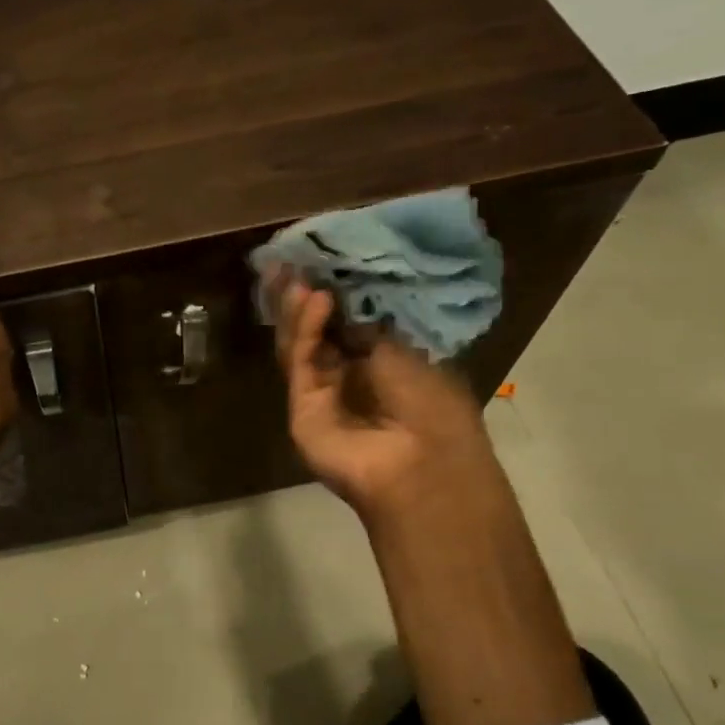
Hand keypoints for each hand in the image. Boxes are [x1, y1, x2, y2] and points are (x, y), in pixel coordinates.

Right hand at [271, 277, 488, 530]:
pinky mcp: (301, 409)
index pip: (342, 322)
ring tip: (300, 276)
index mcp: (377, 363)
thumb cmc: (432, 405)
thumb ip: (364, 324)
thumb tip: (335, 297)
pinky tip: (315, 302)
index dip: (330, 292)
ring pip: (299, 346)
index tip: (320, 260)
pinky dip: (304, 332)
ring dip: (299, 311)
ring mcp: (320, 394)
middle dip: (302, 297)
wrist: (425, 465)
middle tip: (292, 261)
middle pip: (314, 332)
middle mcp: (345, 377)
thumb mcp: (405, 350)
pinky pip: (299, 365)